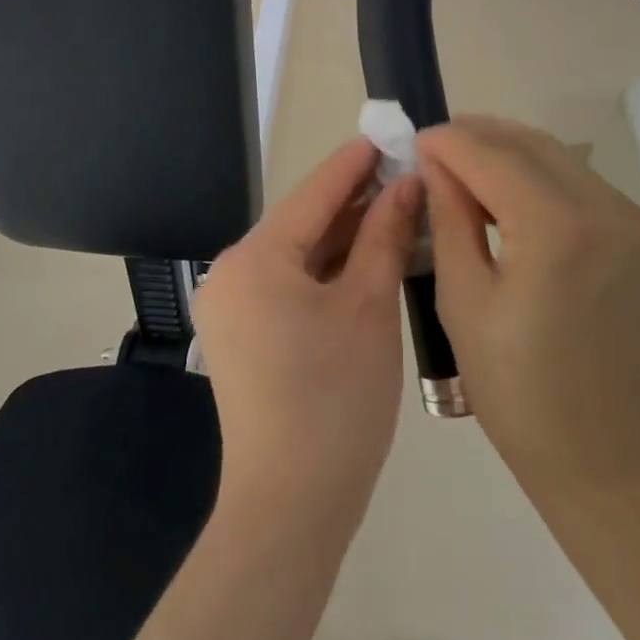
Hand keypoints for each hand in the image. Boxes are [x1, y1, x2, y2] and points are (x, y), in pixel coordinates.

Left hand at [194, 140, 422, 525]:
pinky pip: (291, 283)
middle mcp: (232, 273)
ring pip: (299, 254)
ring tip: (398, 208)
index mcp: (255, 259)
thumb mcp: (369, 307)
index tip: (390, 134)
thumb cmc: (337, 399)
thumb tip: (407, 184)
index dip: (356, 163)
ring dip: (345, 235)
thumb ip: (385, 236)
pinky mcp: (244, 333)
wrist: (292, 505)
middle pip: (303, 222)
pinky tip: (369, 256)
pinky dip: (329, 269)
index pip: (314, 194)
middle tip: (407, 173)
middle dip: (355, 200)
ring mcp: (234, 306)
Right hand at [417, 116, 639, 488]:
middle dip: (480, 136)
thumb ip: (449, 218)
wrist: (611, 458)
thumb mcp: (464, 300)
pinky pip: (586, 188)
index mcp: (556, 228)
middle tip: (438, 147)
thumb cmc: (519, 392)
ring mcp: (637, 222)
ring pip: (563, 160)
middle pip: (532, 145)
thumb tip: (437, 164)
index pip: (492, 156)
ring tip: (468, 170)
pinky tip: (514, 199)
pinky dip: (544, 181)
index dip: (449, 141)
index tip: (415, 139)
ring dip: (512, 155)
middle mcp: (607, 209)